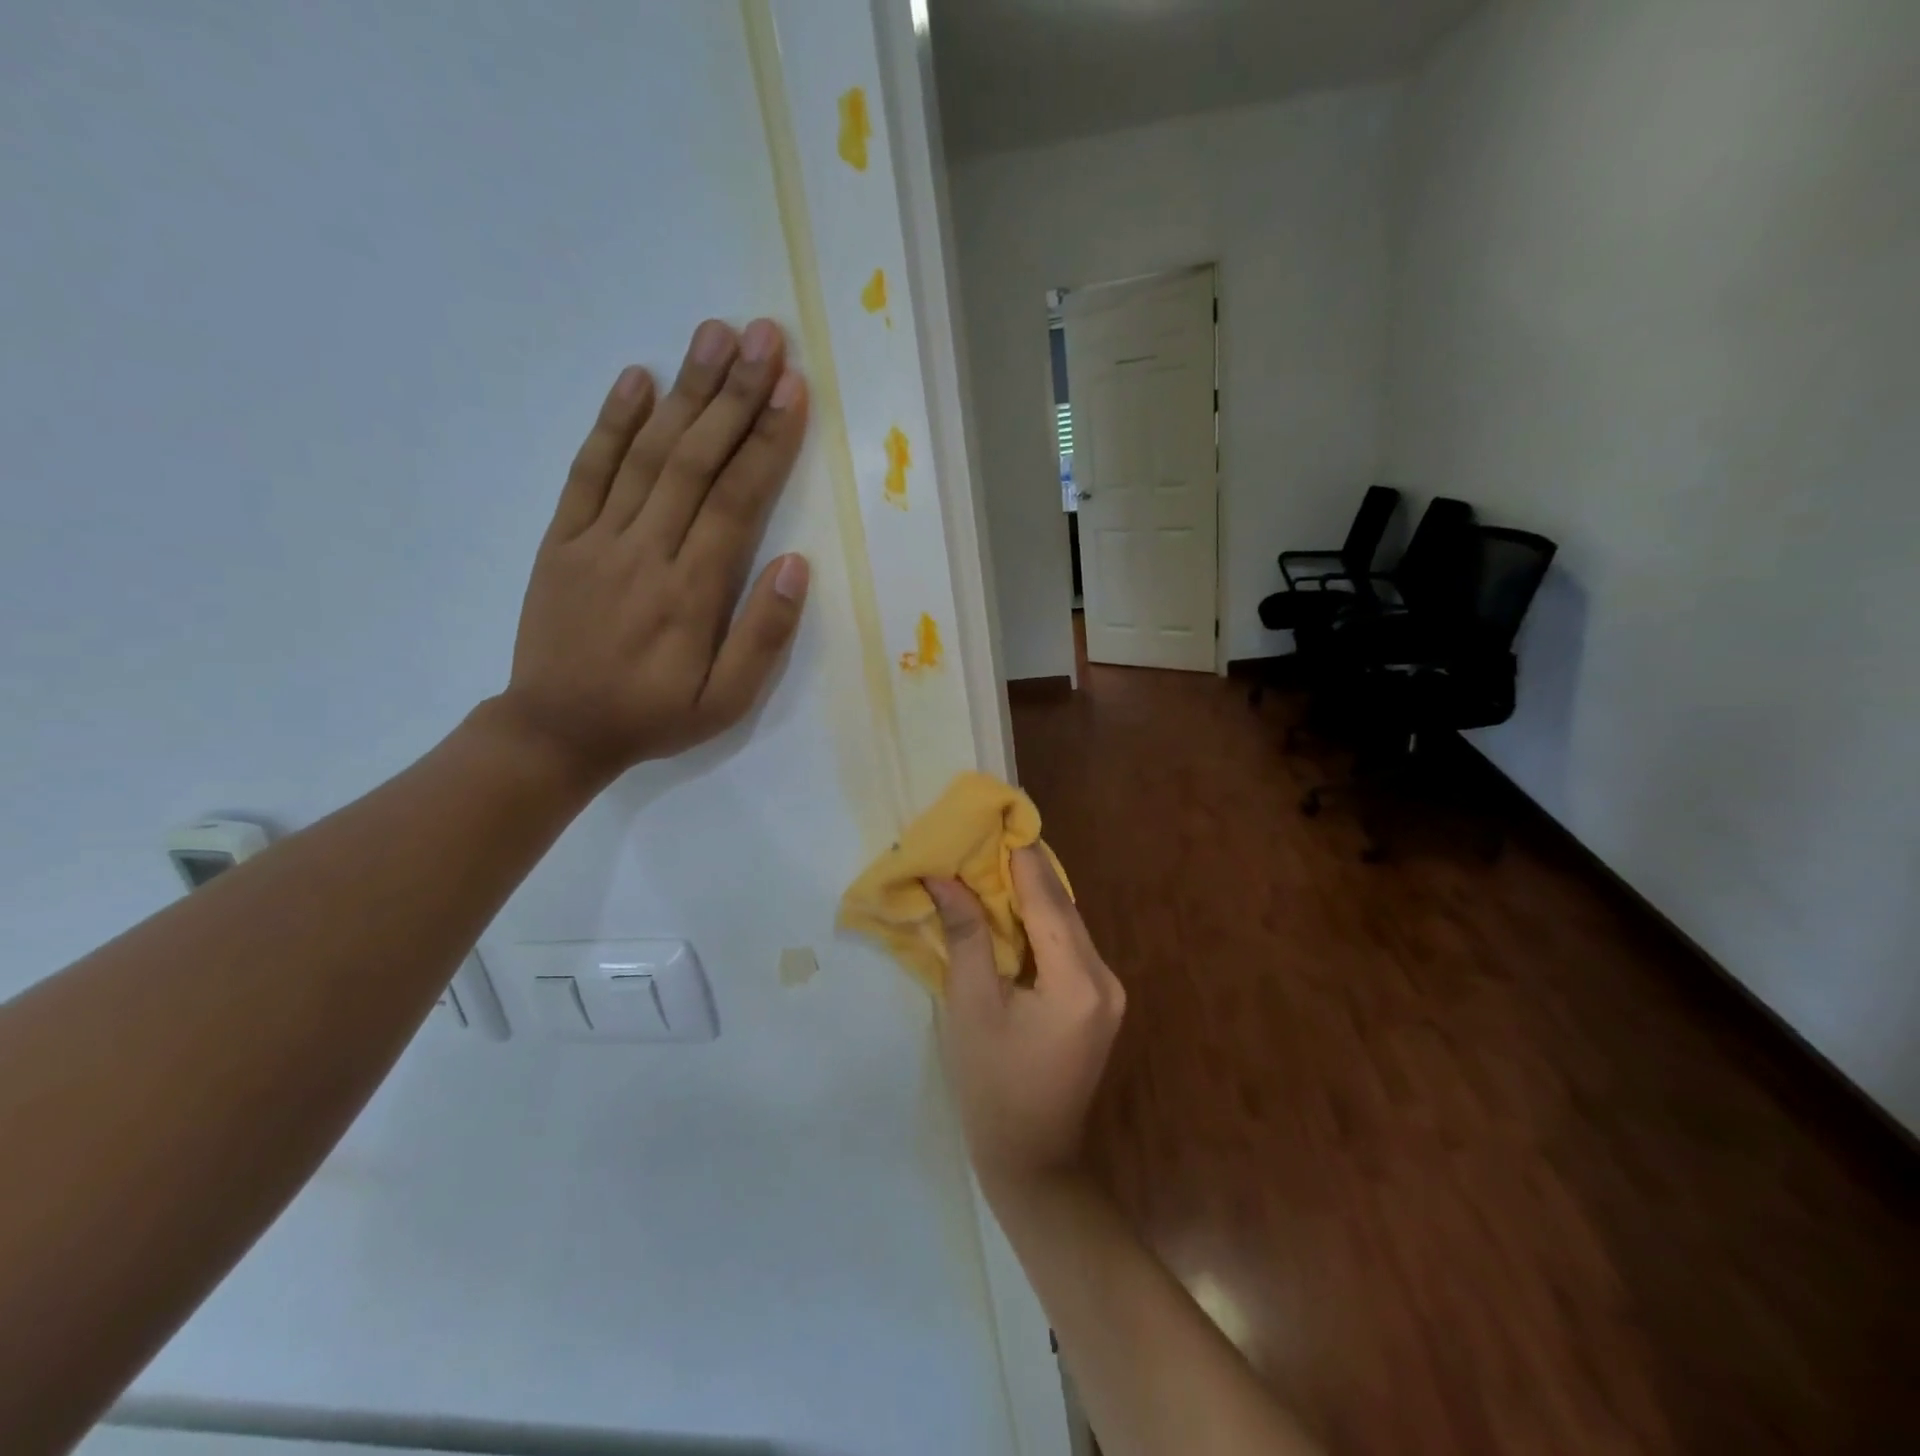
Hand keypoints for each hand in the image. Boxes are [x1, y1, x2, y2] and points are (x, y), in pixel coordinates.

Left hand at [494, 317, 811, 785]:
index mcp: (691, 591)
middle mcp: (645, 550)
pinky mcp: (562, 538)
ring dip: (684, 391)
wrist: (555, 731)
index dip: (767, 441)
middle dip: (735, 395)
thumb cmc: (652, 717)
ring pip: (648, 453)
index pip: (737, 500)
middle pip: (696, 460)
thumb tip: (797, 564)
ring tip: (715, 336)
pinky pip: (587, 471)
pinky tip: (637, 378)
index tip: (793, 390)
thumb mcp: (726, 702)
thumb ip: (763, 636)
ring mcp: (597, 538)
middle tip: (765, 338)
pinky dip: (612, 422)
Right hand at [929, 847, 1125, 1200]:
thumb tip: (943, 878)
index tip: (995, 817)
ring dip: (1029, 896)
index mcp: (1078, 980)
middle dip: (1022, 871)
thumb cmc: (993, 1088)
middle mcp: (1105, 978)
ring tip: (988, 864)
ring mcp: (1108, 991)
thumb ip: (966, 936)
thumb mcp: (971, 1007)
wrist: (1033, 1162)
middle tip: (984, 837)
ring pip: (1066, 924)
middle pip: (1061, 907)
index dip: (1019, 857)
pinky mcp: (1098, 1001)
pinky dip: (1038, 924)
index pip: (1047, 899)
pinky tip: (1008, 909)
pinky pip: (1067, 946)